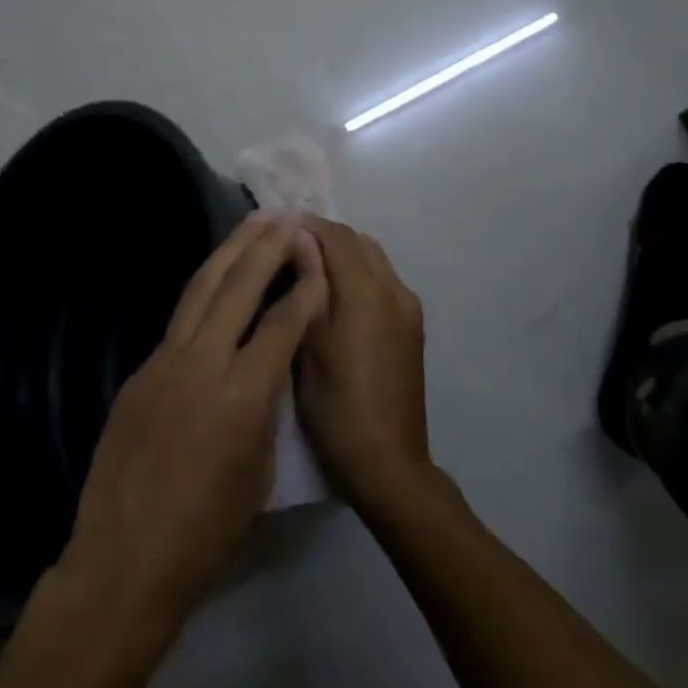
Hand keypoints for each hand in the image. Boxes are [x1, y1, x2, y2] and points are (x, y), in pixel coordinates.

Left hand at [60, 213, 326, 637]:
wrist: (125, 559)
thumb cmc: (207, 532)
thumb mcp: (259, 472)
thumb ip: (266, 408)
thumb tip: (267, 370)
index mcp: (242, 395)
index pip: (282, 323)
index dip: (306, 287)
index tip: (319, 258)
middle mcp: (202, 363)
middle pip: (238, 287)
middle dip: (266, 247)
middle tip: (286, 217)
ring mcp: (163, 362)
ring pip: (201, 290)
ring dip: (228, 252)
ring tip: (251, 225)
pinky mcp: (139, 371)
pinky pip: (179, 319)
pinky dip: (203, 289)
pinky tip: (216, 279)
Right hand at [295, 216, 430, 510]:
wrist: (388, 462)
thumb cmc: (336, 407)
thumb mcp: (309, 345)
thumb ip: (308, 286)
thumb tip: (300, 239)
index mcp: (368, 293)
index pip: (337, 236)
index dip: (306, 224)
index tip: (275, 224)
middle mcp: (395, 291)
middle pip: (359, 242)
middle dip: (324, 236)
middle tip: (286, 247)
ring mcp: (408, 309)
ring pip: (373, 259)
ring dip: (342, 254)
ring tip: (306, 268)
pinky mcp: (412, 327)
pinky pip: (383, 281)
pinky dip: (358, 274)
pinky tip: (333, 296)